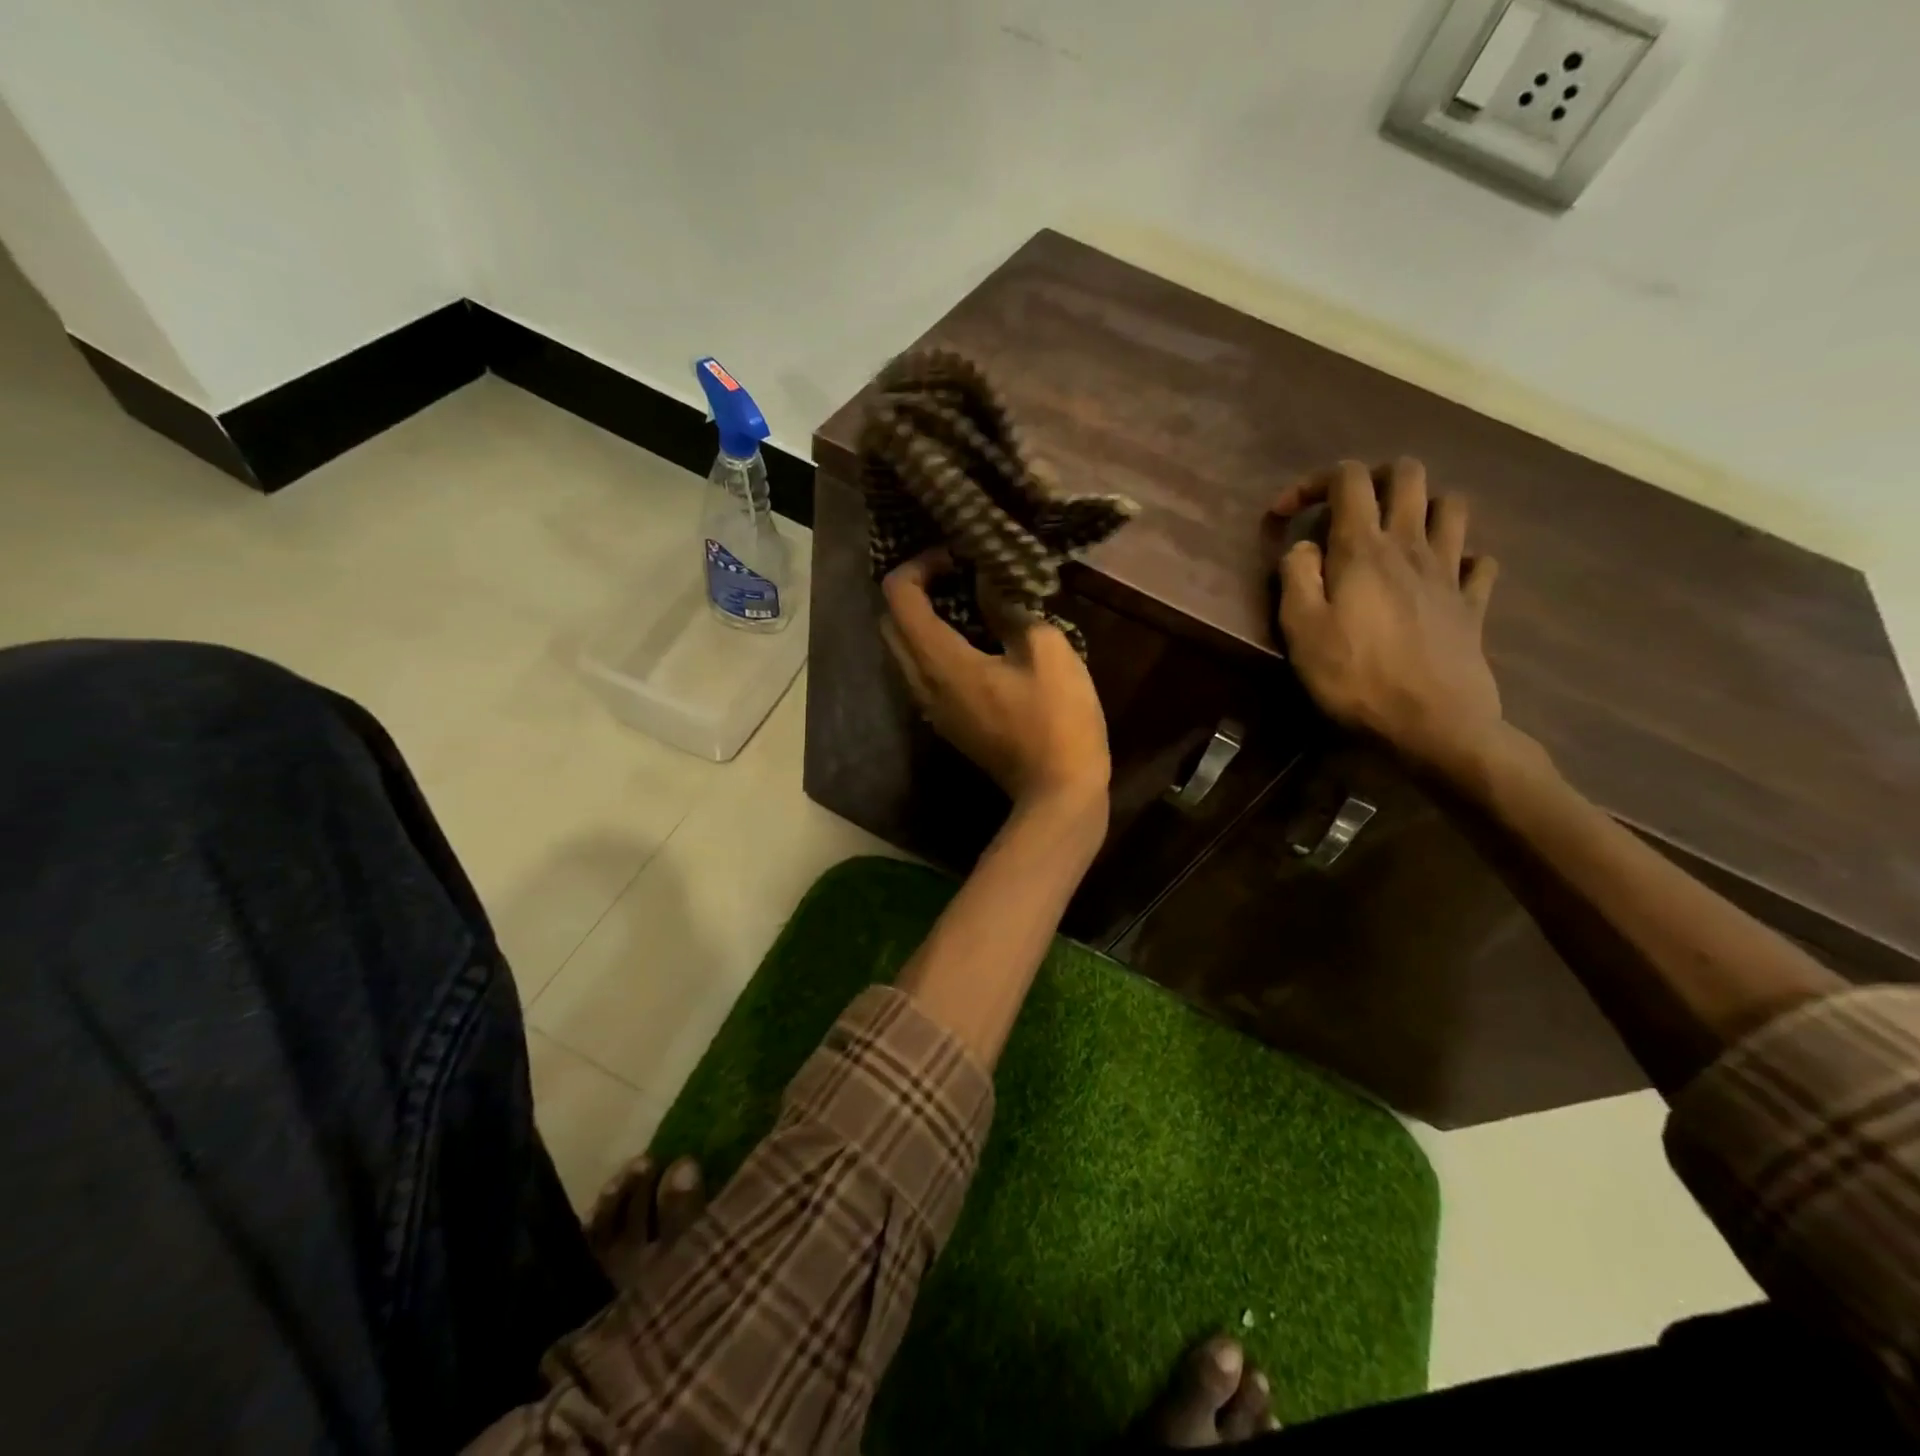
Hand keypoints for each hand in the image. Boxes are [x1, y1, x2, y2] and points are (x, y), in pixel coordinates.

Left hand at [880, 551, 1109, 811]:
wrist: (1058, 794)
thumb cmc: (1057, 720)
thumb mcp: (1045, 650)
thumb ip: (1008, 606)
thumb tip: (985, 577)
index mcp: (940, 661)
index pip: (898, 596)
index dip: (919, 564)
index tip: (958, 557)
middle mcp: (922, 684)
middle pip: (890, 623)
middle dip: (914, 590)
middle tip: (957, 574)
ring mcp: (931, 709)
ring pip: (904, 651)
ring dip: (923, 620)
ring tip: (968, 602)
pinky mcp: (947, 724)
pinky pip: (923, 674)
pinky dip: (935, 647)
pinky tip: (976, 642)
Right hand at [1272, 458, 1503, 781]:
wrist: (1434, 724)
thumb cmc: (1355, 677)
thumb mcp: (1301, 630)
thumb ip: (1296, 577)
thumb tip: (1303, 547)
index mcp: (1363, 548)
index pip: (1348, 479)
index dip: (1314, 482)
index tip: (1286, 514)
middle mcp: (1411, 546)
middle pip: (1409, 474)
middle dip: (1375, 476)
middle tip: (1348, 507)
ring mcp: (1450, 572)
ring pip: (1452, 505)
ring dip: (1423, 505)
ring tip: (1397, 531)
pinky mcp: (1473, 604)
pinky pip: (1480, 561)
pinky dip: (1461, 556)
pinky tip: (1442, 574)